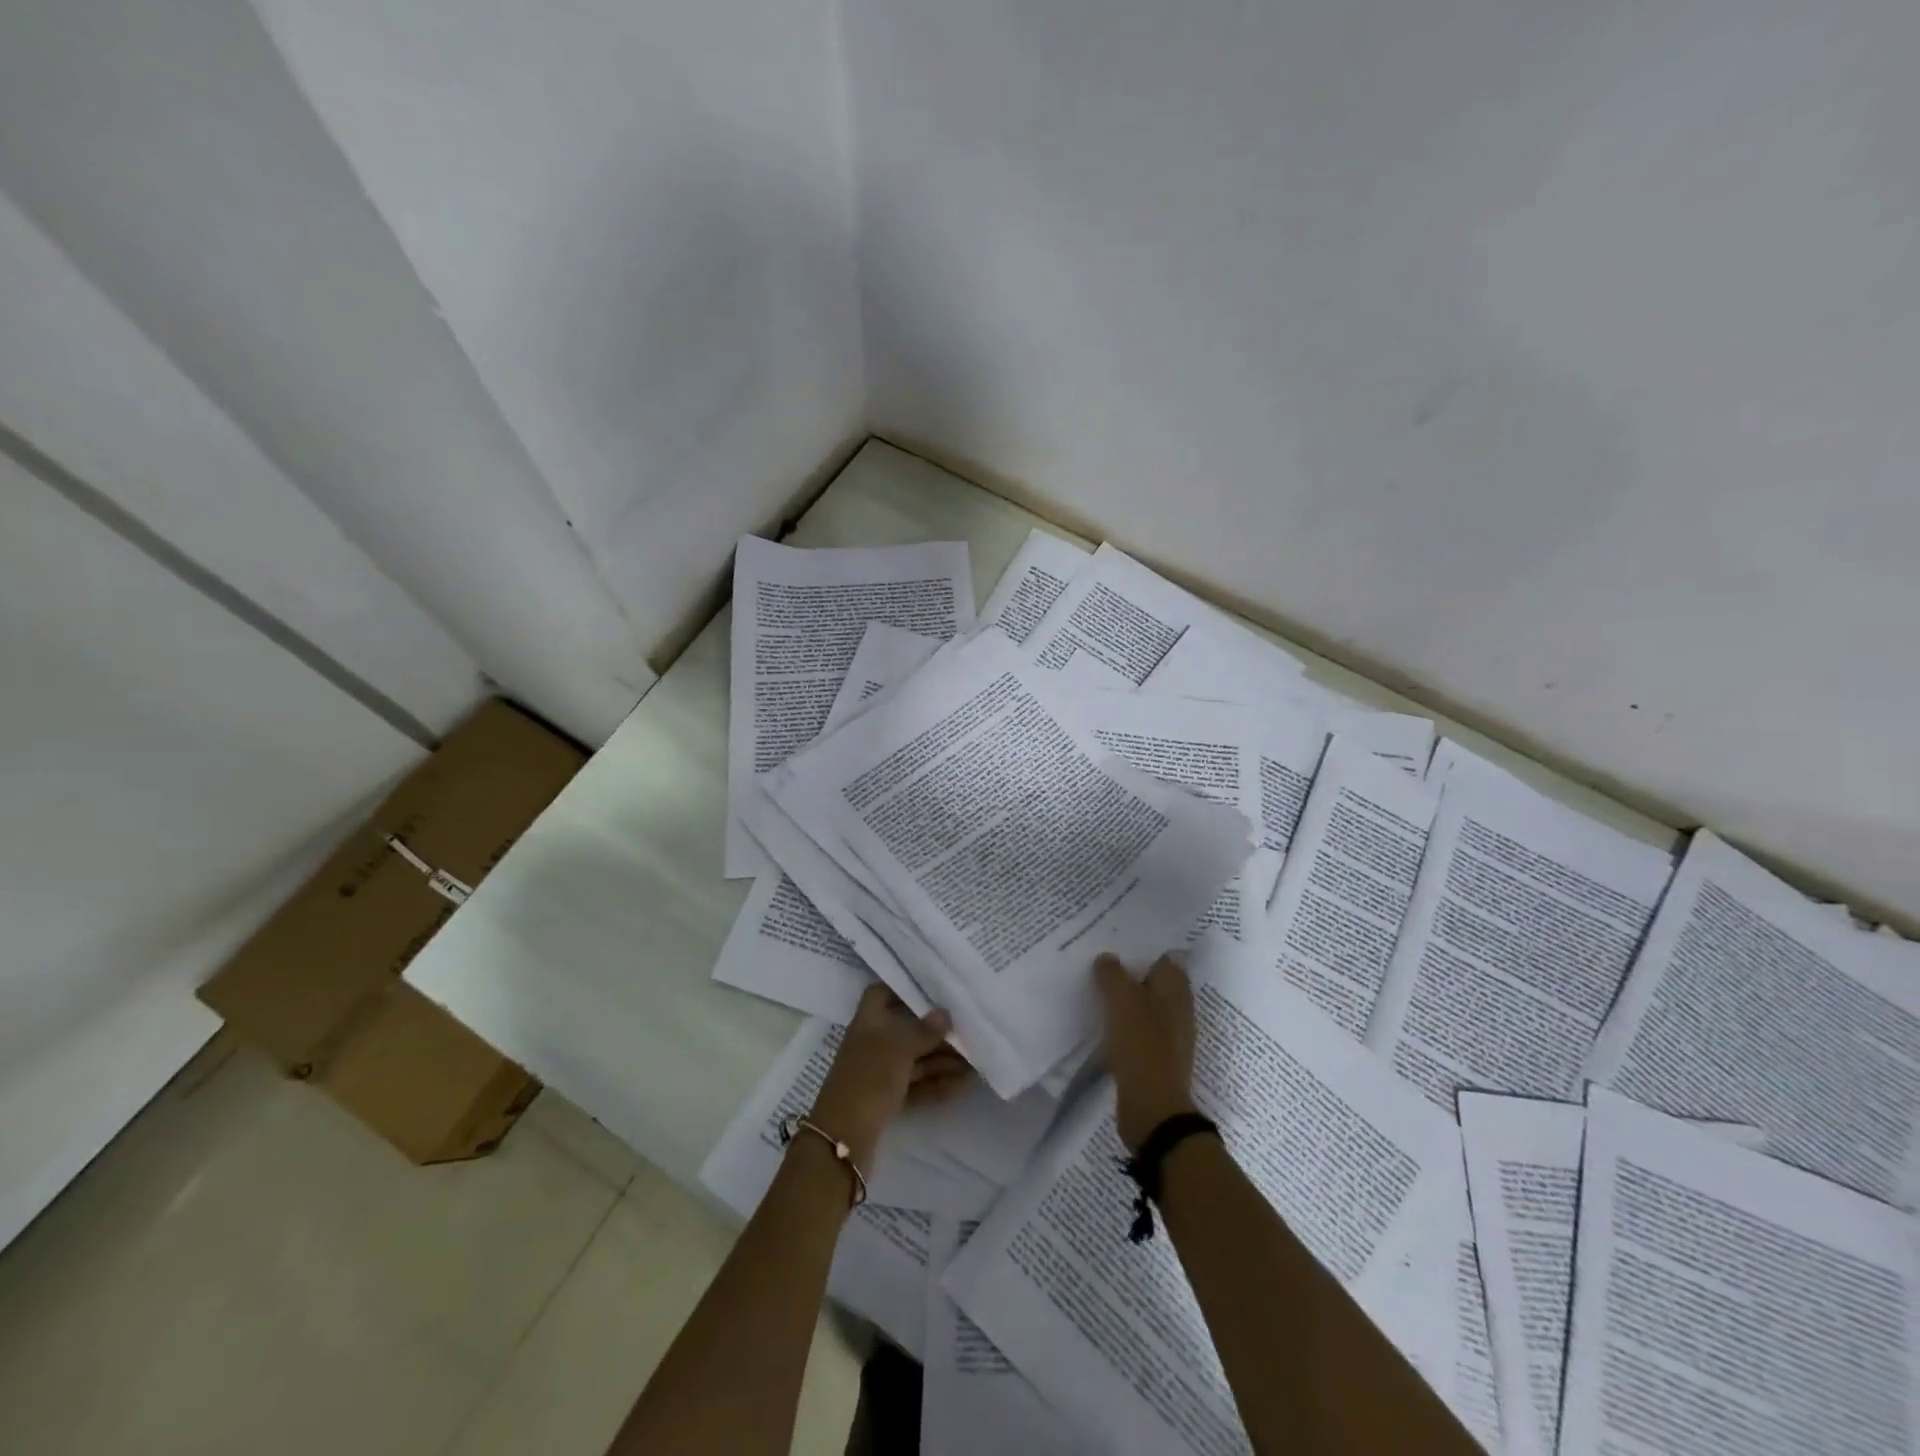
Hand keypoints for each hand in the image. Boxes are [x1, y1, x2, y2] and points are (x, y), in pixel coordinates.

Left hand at [808, 985, 971, 1166]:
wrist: (843, 1141)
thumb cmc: (868, 1081)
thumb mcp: (898, 1050)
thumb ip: (923, 1031)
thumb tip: (944, 1012)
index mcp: (868, 1022)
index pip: (881, 993)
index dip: (903, 988)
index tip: (934, 987)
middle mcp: (873, 1043)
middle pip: (906, 1029)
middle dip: (936, 1030)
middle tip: (969, 1029)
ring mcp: (879, 1072)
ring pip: (915, 1058)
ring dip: (942, 1059)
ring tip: (975, 1060)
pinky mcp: (887, 1098)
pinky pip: (916, 1084)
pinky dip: (936, 1083)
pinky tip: (962, 1084)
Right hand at [1094, 953, 1198, 1151]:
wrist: (1153, 1108)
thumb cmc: (1142, 1045)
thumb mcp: (1123, 1001)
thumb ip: (1113, 974)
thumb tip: (1107, 958)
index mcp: (1176, 989)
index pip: (1164, 956)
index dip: (1143, 946)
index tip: (1116, 937)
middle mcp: (1178, 1007)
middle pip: (1153, 979)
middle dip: (1130, 969)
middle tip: (1099, 958)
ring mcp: (1169, 1034)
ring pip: (1144, 1004)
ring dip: (1124, 996)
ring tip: (1095, 985)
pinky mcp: (1156, 1056)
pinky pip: (1137, 1028)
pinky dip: (1122, 1021)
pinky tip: (1102, 1020)